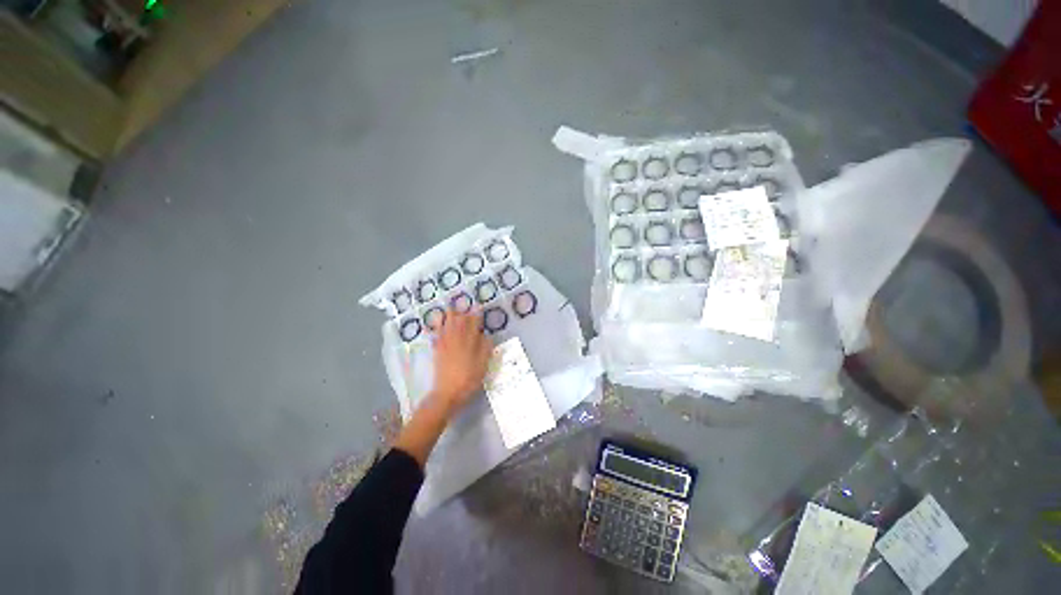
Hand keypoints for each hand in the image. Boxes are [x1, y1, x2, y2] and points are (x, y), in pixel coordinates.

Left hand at [429, 310, 492, 413]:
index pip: (473, 323)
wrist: (447, 393)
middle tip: (463, 305)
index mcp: (469, 342)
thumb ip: (485, 348)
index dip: (476, 314)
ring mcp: (445, 345)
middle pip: (458, 321)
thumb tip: (485, 335)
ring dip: (448, 316)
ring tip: (449, 308)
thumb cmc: (469, 379)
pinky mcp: (437, 351)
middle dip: (461, 312)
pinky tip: (433, 326)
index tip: (478, 306)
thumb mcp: (483, 365)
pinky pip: (436, 336)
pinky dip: (435, 329)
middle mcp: (456, 340)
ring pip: (445, 326)